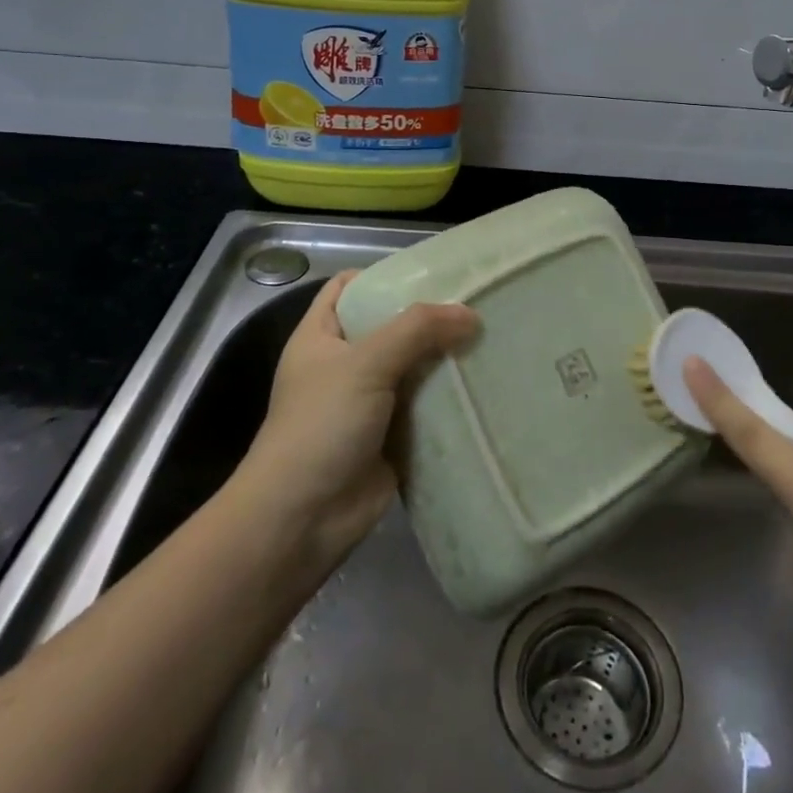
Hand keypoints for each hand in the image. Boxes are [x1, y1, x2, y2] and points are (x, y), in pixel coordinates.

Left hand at [238, 272, 478, 568]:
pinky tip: (485, 382)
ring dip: (445, 358)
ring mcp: (368, 402)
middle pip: (390, 326)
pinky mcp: (391, 436)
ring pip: (413, 366)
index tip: (434, 272)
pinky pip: (426, 406)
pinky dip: (450, 396)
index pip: (350, 287)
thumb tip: (471, 314)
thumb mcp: (365, 363)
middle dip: (430, 317)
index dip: (386, 276)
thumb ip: (418, 330)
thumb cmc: (321, 426)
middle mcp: (344, 364)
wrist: (302, 520)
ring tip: (491, 337)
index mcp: (321, 336)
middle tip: (478, 303)